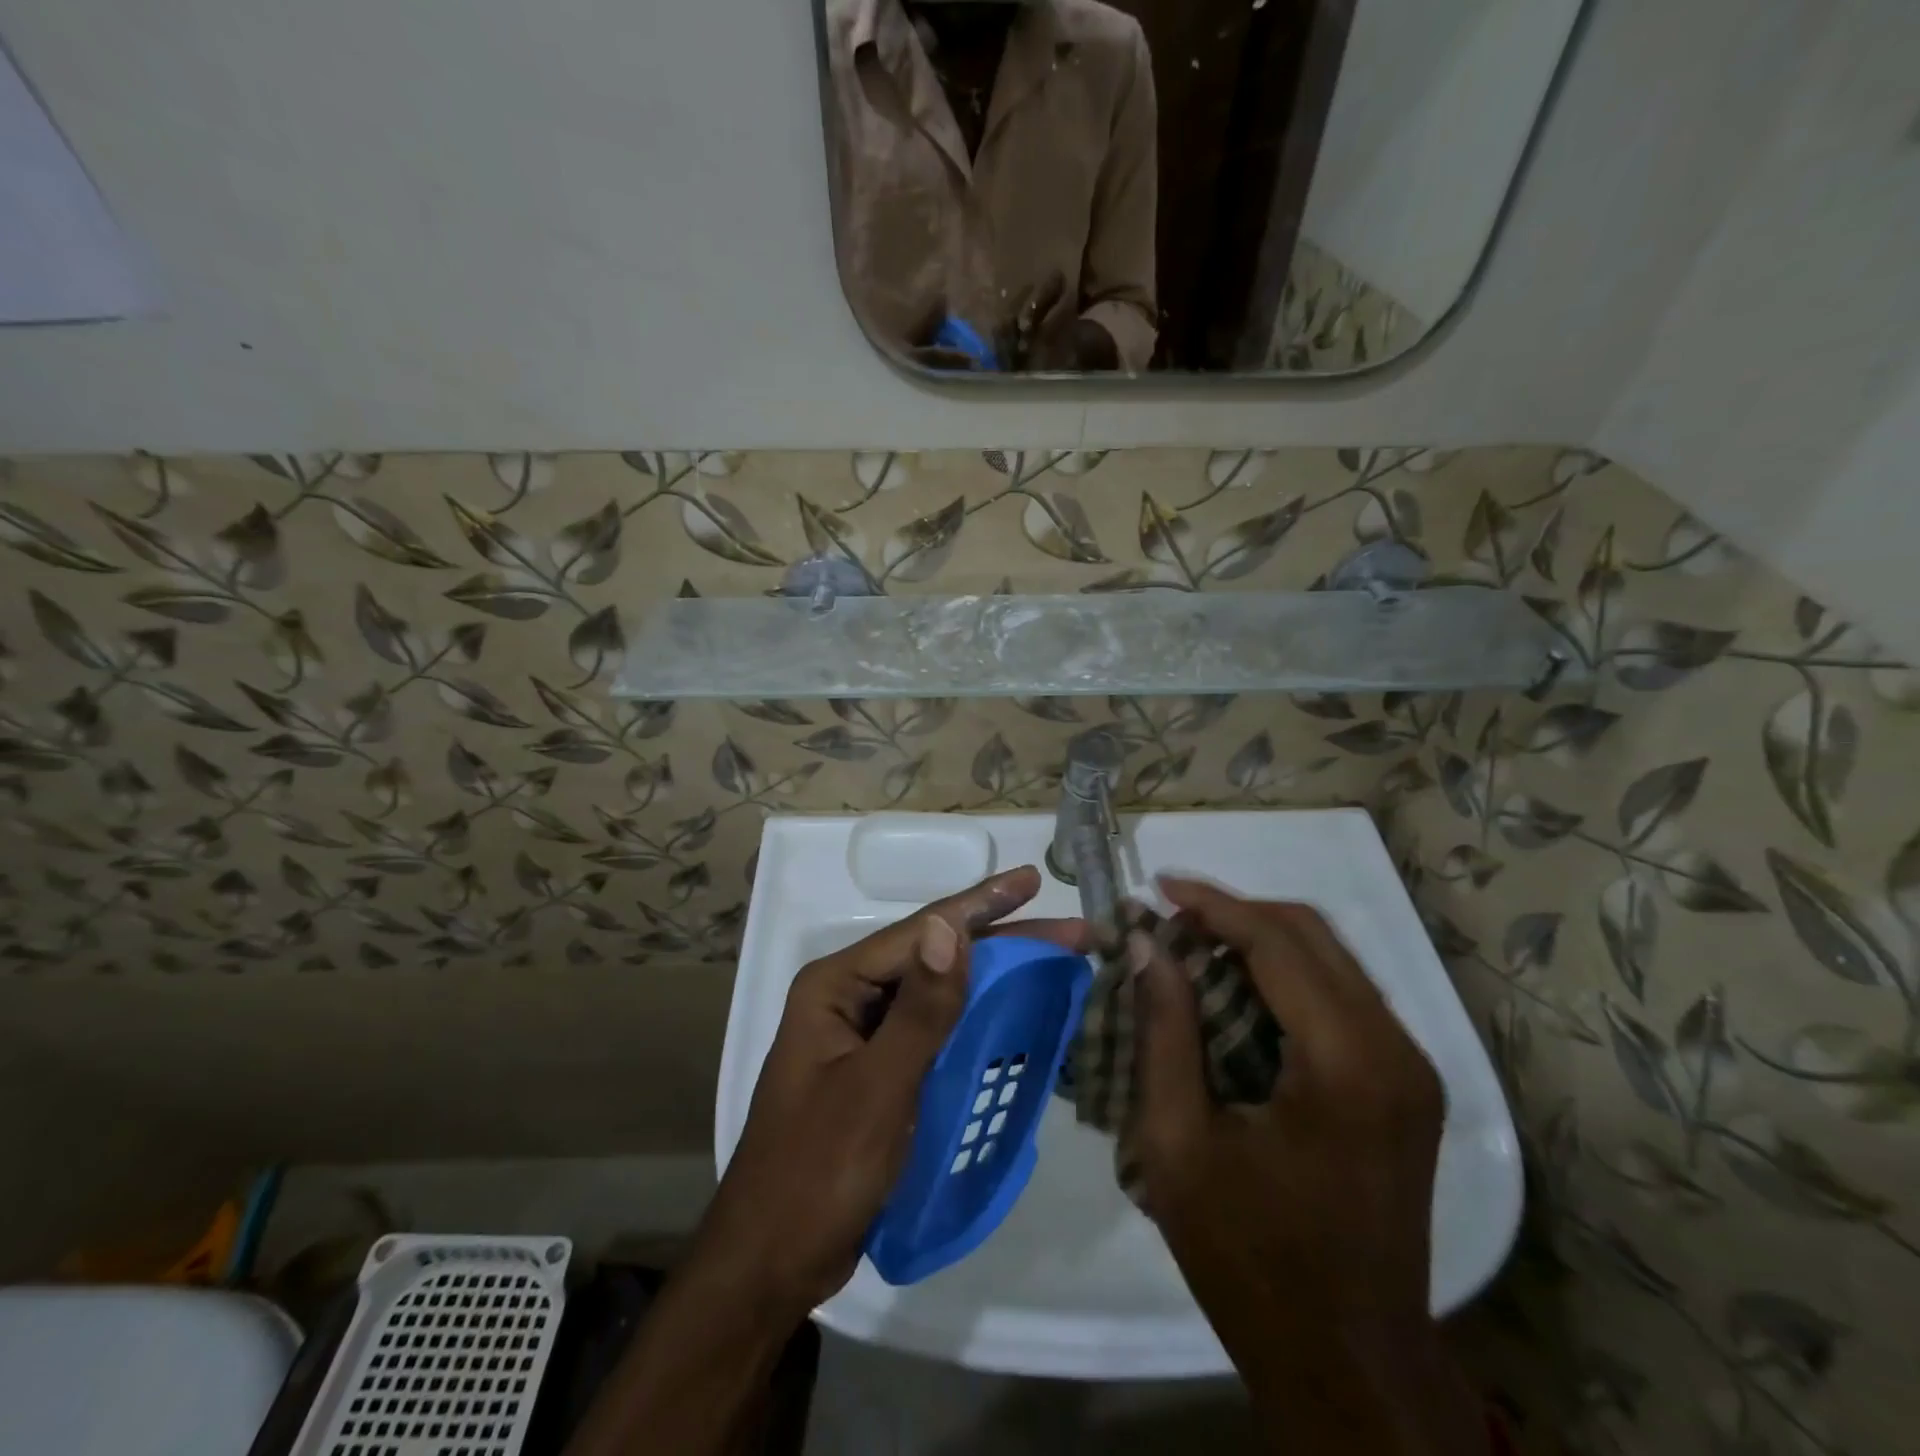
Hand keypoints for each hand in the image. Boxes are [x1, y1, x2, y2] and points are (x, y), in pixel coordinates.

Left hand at [697, 866, 1087, 1315]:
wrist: (773, 1262)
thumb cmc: (818, 1171)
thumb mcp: (877, 1089)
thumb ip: (920, 1010)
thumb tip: (950, 927)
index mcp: (836, 986)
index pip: (921, 932)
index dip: (981, 904)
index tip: (1033, 882)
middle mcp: (850, 998)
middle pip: (935, 957)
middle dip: (1002, 940)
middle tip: (1069, 931)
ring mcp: (864, 1035)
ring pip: (940, 993)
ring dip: (994, 977)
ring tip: (1053, 962)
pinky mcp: (880, 1071)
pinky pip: (936, 1031)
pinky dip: (977, 1020)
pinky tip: (1015, 1014)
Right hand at [1130, 877, 1485, 1455]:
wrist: (1349, 1367)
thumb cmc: (1250, 1260)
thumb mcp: (1178, 1143)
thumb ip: (1164, 1031)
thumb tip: (1145, 943)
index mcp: (1346, 1063)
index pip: (1277, 942)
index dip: (1212, 904)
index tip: (1157, 886)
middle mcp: (1395, 1050)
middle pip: (1313, 935)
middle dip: (1236, 913)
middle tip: (1168, 918)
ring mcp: (1410, 1069)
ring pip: (1331, 960)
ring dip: (1260, 940)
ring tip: (1191, 946)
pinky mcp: (1404, 1087)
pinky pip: (1340, 997)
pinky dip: (1284, 977)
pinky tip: (1234, 992)